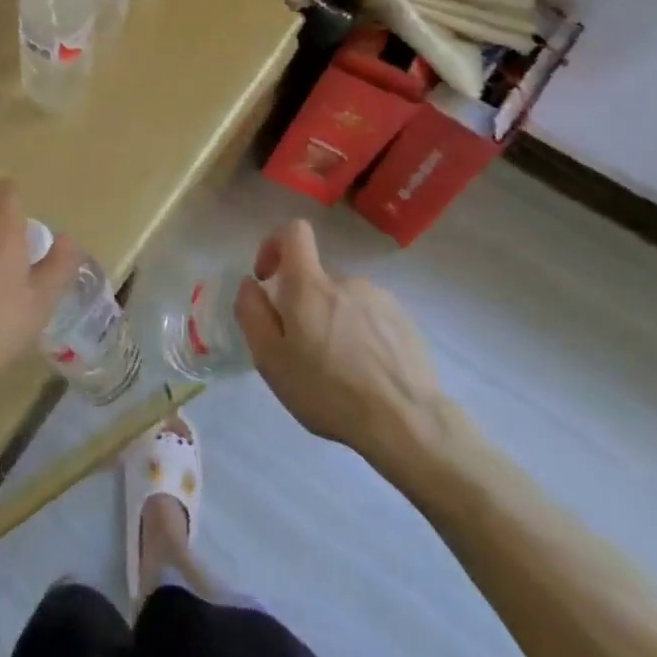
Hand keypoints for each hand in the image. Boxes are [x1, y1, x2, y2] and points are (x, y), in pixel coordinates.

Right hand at [234, 219, 449, 476]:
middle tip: (303, 350)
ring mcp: (380, 300)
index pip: (294, 231)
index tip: (268, 278)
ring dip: (334, 322)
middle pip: (316, 278)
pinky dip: (361, 335)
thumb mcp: (270, 360)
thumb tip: (250, 283)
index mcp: (310, 285)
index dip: (275, 244)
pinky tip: (367, 372)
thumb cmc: (327, 391)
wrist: (407, 424)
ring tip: (339, 368)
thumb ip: (252, 313)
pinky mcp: (406, 322)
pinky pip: (371, 317)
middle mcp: (346, 281)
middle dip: (304, 304)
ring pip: (344, 301)